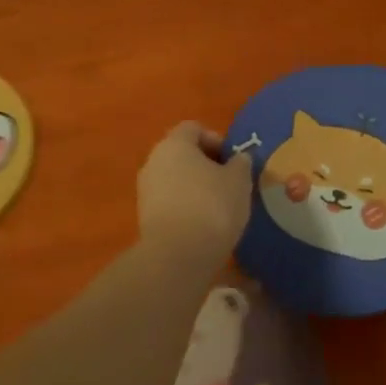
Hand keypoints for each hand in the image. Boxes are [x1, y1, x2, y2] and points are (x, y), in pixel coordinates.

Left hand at [137, 122, 250, 266]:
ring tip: (219, 206)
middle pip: (182, 153)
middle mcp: (154, 160)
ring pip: (175, 178)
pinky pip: (170, 201)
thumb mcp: (239, 181)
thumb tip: (239, 158)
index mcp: (175, 144)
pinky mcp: (144, 217)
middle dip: (206, 164)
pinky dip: (186, 206)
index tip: (233, 160)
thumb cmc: (212, 206)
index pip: (194, 128)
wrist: (177, 256)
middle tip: (229, 182)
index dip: (216, 139)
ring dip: (195, 187)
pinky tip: (204, 224)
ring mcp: (145, 190)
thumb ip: (241, 163)